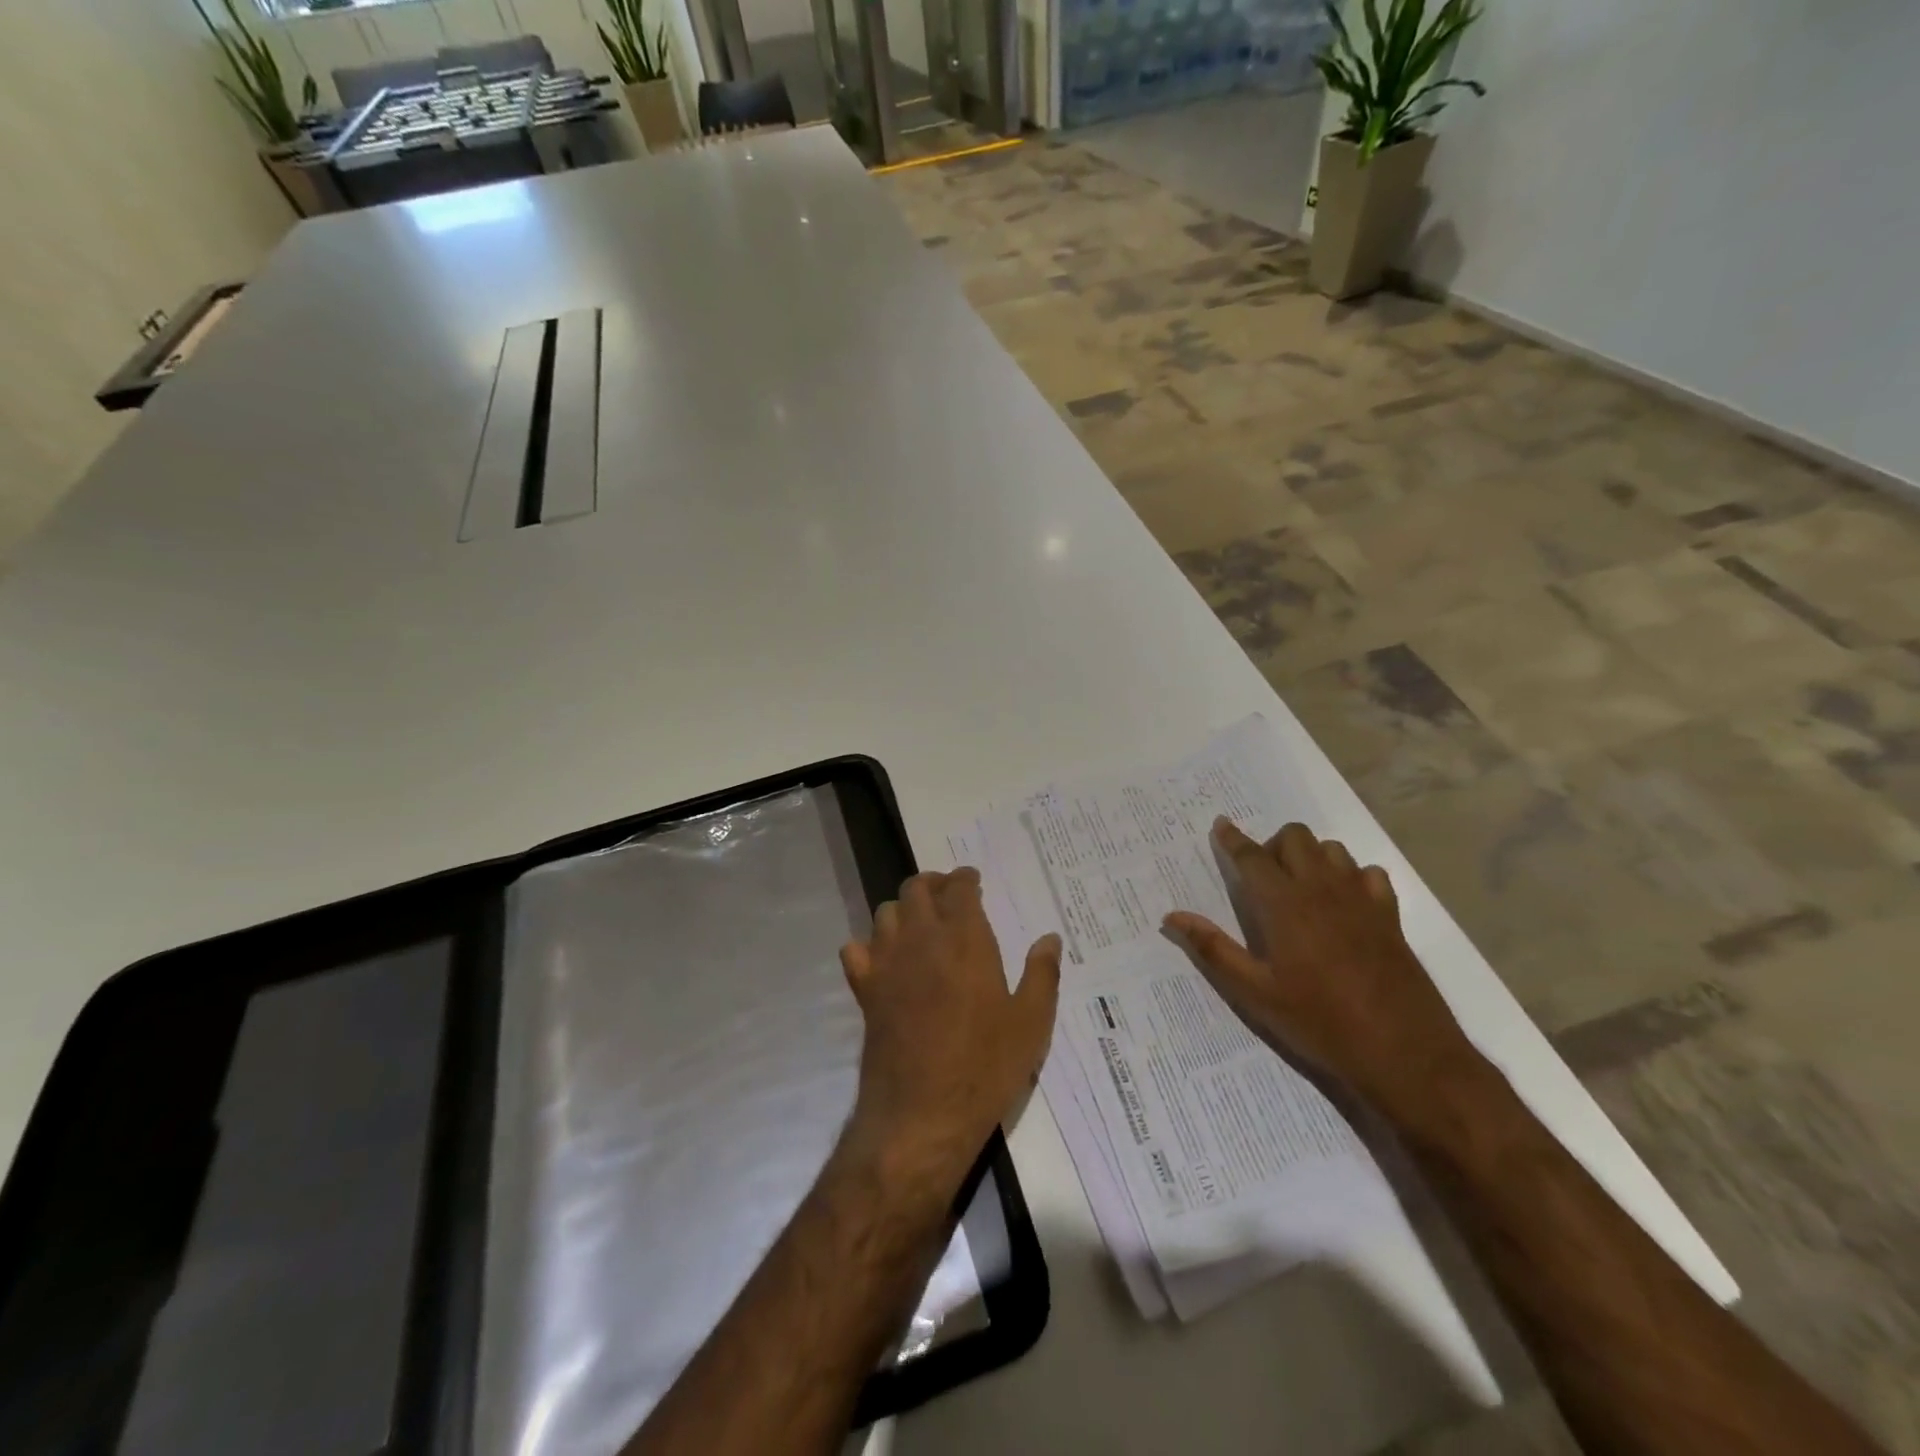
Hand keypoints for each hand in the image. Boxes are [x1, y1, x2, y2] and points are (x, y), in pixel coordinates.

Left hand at [839, 868, 1061, 1185]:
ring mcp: (887, 962)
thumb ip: (1042, 974)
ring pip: (885, 912)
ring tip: (919, 923)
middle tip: (948, 895)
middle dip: (933, 883)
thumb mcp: (1030, 1023)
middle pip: (916, 889)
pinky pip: (855, 949)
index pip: (959, 888)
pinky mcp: (865, 990)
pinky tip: (884, 959)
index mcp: (965, 939)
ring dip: (903, 909)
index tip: (973, 880)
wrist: (922, 1113)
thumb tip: (1050, 938)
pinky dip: (868, 945)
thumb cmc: (985, 1067)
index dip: (965, 878)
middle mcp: (922, 939)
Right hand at [1165, 819, 1481, 1127]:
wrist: (1405, 1052)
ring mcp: (1360, 899)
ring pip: (1332, 849)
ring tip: (1301, 888)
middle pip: (1295, 837)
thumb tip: (1172, 917)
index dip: (1233, 839)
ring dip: (1311, 857)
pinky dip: (1351, 877)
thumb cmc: (1319, 1022)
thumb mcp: (1256, 993)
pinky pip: (1368, 873)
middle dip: (1274, 845)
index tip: (1221, 825)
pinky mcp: (1389, 915)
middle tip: (1263, 877)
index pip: (1252, 856)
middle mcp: (1322, 889)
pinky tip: (1344, 903)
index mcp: (1284, 905)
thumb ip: (1214, 949)